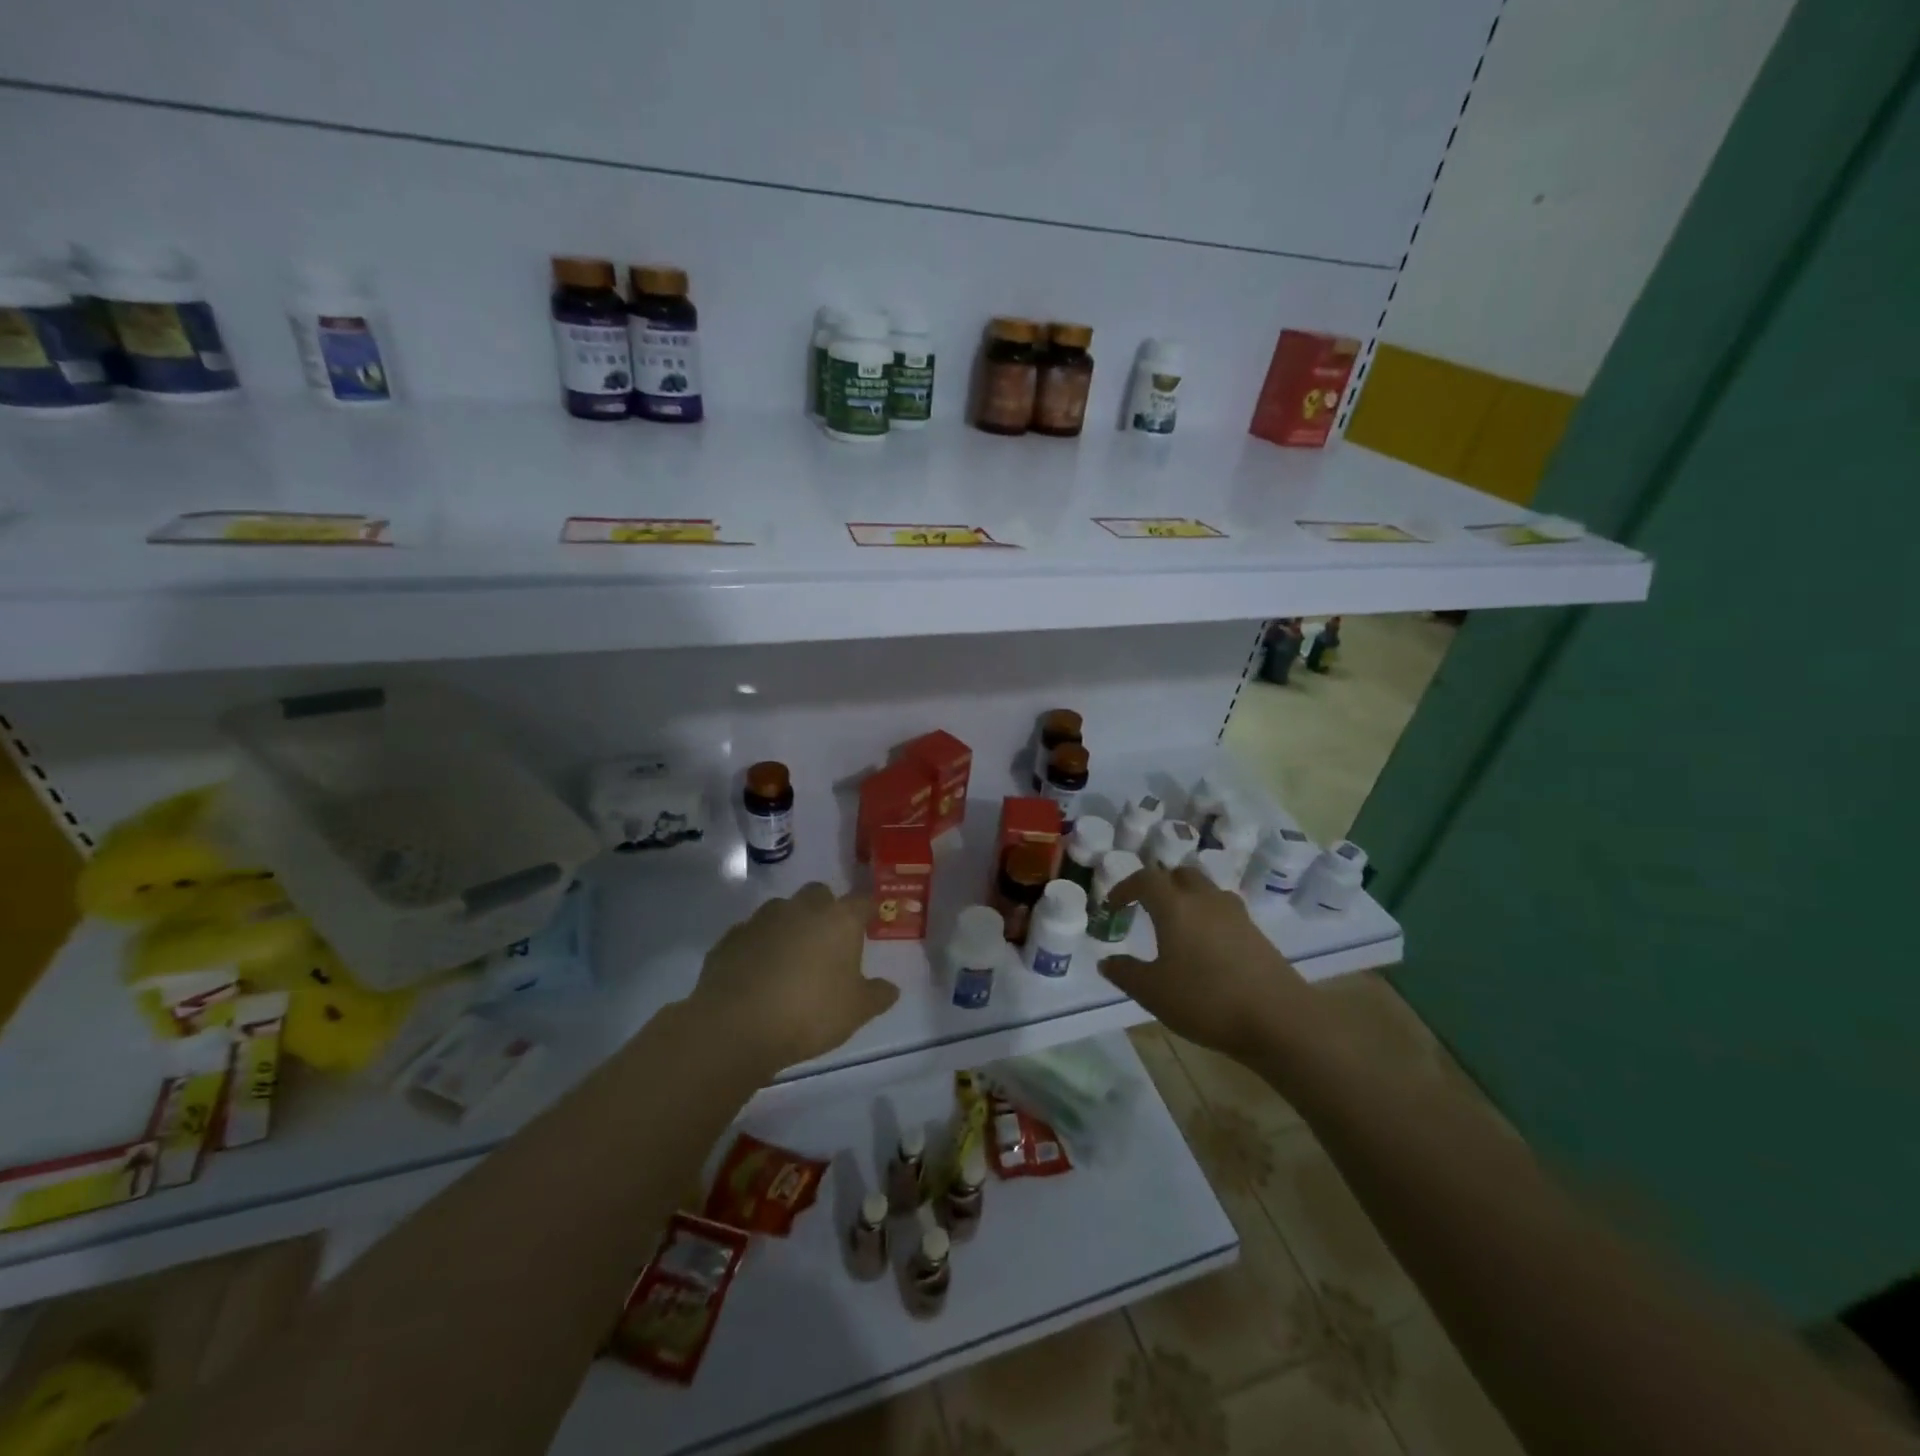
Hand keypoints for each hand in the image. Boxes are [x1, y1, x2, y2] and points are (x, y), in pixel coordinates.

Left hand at [688, 883, 899, 1073]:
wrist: (736, 1025)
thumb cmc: (809, 1013)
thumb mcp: (856, 1011)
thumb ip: (877, 996)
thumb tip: (891, 989)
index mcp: (838, 920)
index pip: (862, 901)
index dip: (867, 911)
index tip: (870, 922)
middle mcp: (801, 909)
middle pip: (819, 894)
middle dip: (825, 909)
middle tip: (828, 940)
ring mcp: (762, 919)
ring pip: (782, 910)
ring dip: (789, 925)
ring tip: (791, 958)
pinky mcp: (731, 937)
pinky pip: (752, 933)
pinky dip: (759, 945)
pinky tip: (758, 972)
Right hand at [1100, 865, 1315, 1059]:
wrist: (1278, 1019)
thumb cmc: (1206, 1000)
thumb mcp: (1153, 992)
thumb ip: (1125, 973)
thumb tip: (1106, 961)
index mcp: (1175, 906)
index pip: (1146, 879)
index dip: (1125, 887)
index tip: (1113, 905)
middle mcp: (1205, 900)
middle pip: (1180, 874)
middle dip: (1159, 885)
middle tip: (1145, 907)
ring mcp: (1236, 915)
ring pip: (1206, 890)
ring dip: (1187, 897)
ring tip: (1177, 924)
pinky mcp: (1256, 933)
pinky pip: (1224, 911)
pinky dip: (1208, 916)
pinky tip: (1206, 946)